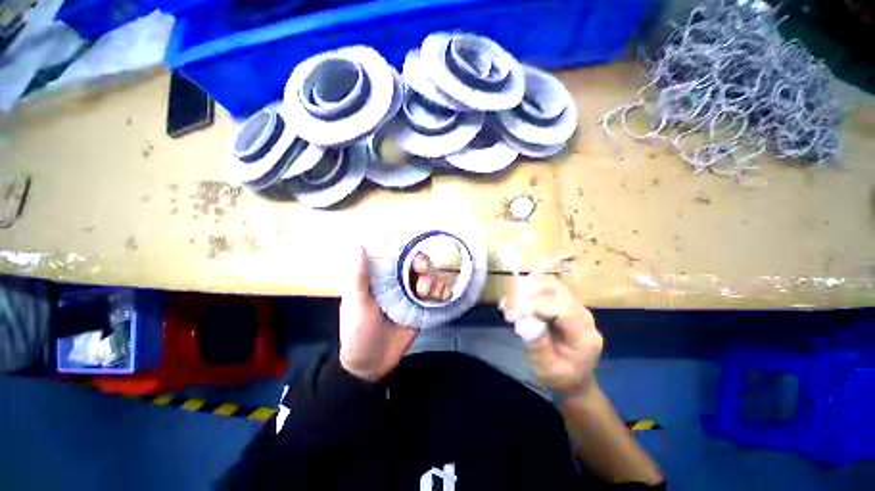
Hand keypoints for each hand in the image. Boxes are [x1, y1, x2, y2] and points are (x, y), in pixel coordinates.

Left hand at [339, 248, 448, 381]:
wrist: (371, 363)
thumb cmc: (359, 330)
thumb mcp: (356, 302)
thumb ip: (359, 276)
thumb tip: (361, 247)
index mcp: (384, 278)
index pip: (402, 258)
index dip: (412, 256)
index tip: (417, 264)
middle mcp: (400, 283)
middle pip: (421, 266)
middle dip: (427, 269)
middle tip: (423, 284)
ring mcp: (413, 296)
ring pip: (432, 279)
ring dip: (436, 281)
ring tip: (430, 294)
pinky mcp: (423, 309)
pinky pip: (437, 296)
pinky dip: (444, 293)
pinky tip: (445, 297)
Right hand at [501, 275, 602, 395]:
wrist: (575, 376)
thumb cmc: (560, 376)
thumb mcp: (547, 370)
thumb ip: (539, 347)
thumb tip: (526, 321)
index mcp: (584, 337)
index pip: (563, 311)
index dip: (538, 306)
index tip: (516, 313)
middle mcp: (584, 317)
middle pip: (558, 292)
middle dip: (531, 294)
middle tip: (509, 304)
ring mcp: (577, 306)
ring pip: (554, 284)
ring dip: (530, 287)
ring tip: (512, 298)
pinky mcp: (568, 302)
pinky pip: (550, 285)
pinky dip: (533, 285)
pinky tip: (519, 294)